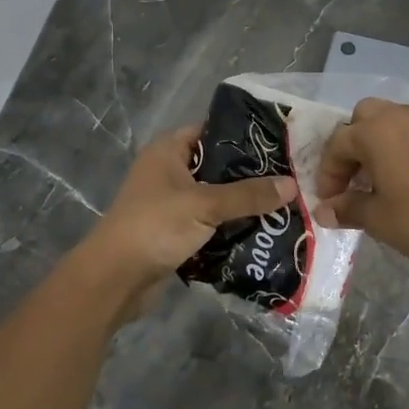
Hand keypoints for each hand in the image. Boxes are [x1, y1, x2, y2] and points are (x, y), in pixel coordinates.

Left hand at [78, 126, 296, 297]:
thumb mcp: (205, 205)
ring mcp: (170, 203)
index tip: (280, 144)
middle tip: (290, 178)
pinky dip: (229, 228)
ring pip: (215, 197)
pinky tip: (261, 232)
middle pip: (217, 166)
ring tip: (283, 205)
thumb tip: (292, 185)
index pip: (212, 130)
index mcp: (168, 151)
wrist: (115, 278)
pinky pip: (209, 223)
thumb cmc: (155, 226)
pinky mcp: (174, 232)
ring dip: (241, 205)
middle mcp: (168, 171)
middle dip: (250, 175)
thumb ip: (248, 195)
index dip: (244, 136)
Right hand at [316, 99, 408, 288]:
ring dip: (377, 144)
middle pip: (364, 118)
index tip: (329, 200)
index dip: (328, 172)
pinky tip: (407, 180)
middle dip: (352, 145)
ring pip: (391, 121)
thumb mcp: (378, 219)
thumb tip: (324, 211)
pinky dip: (402, 148)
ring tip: (378, 180)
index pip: (338, 144)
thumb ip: (347, 209)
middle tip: (352, 179)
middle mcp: (400, 118)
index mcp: (375, 132)